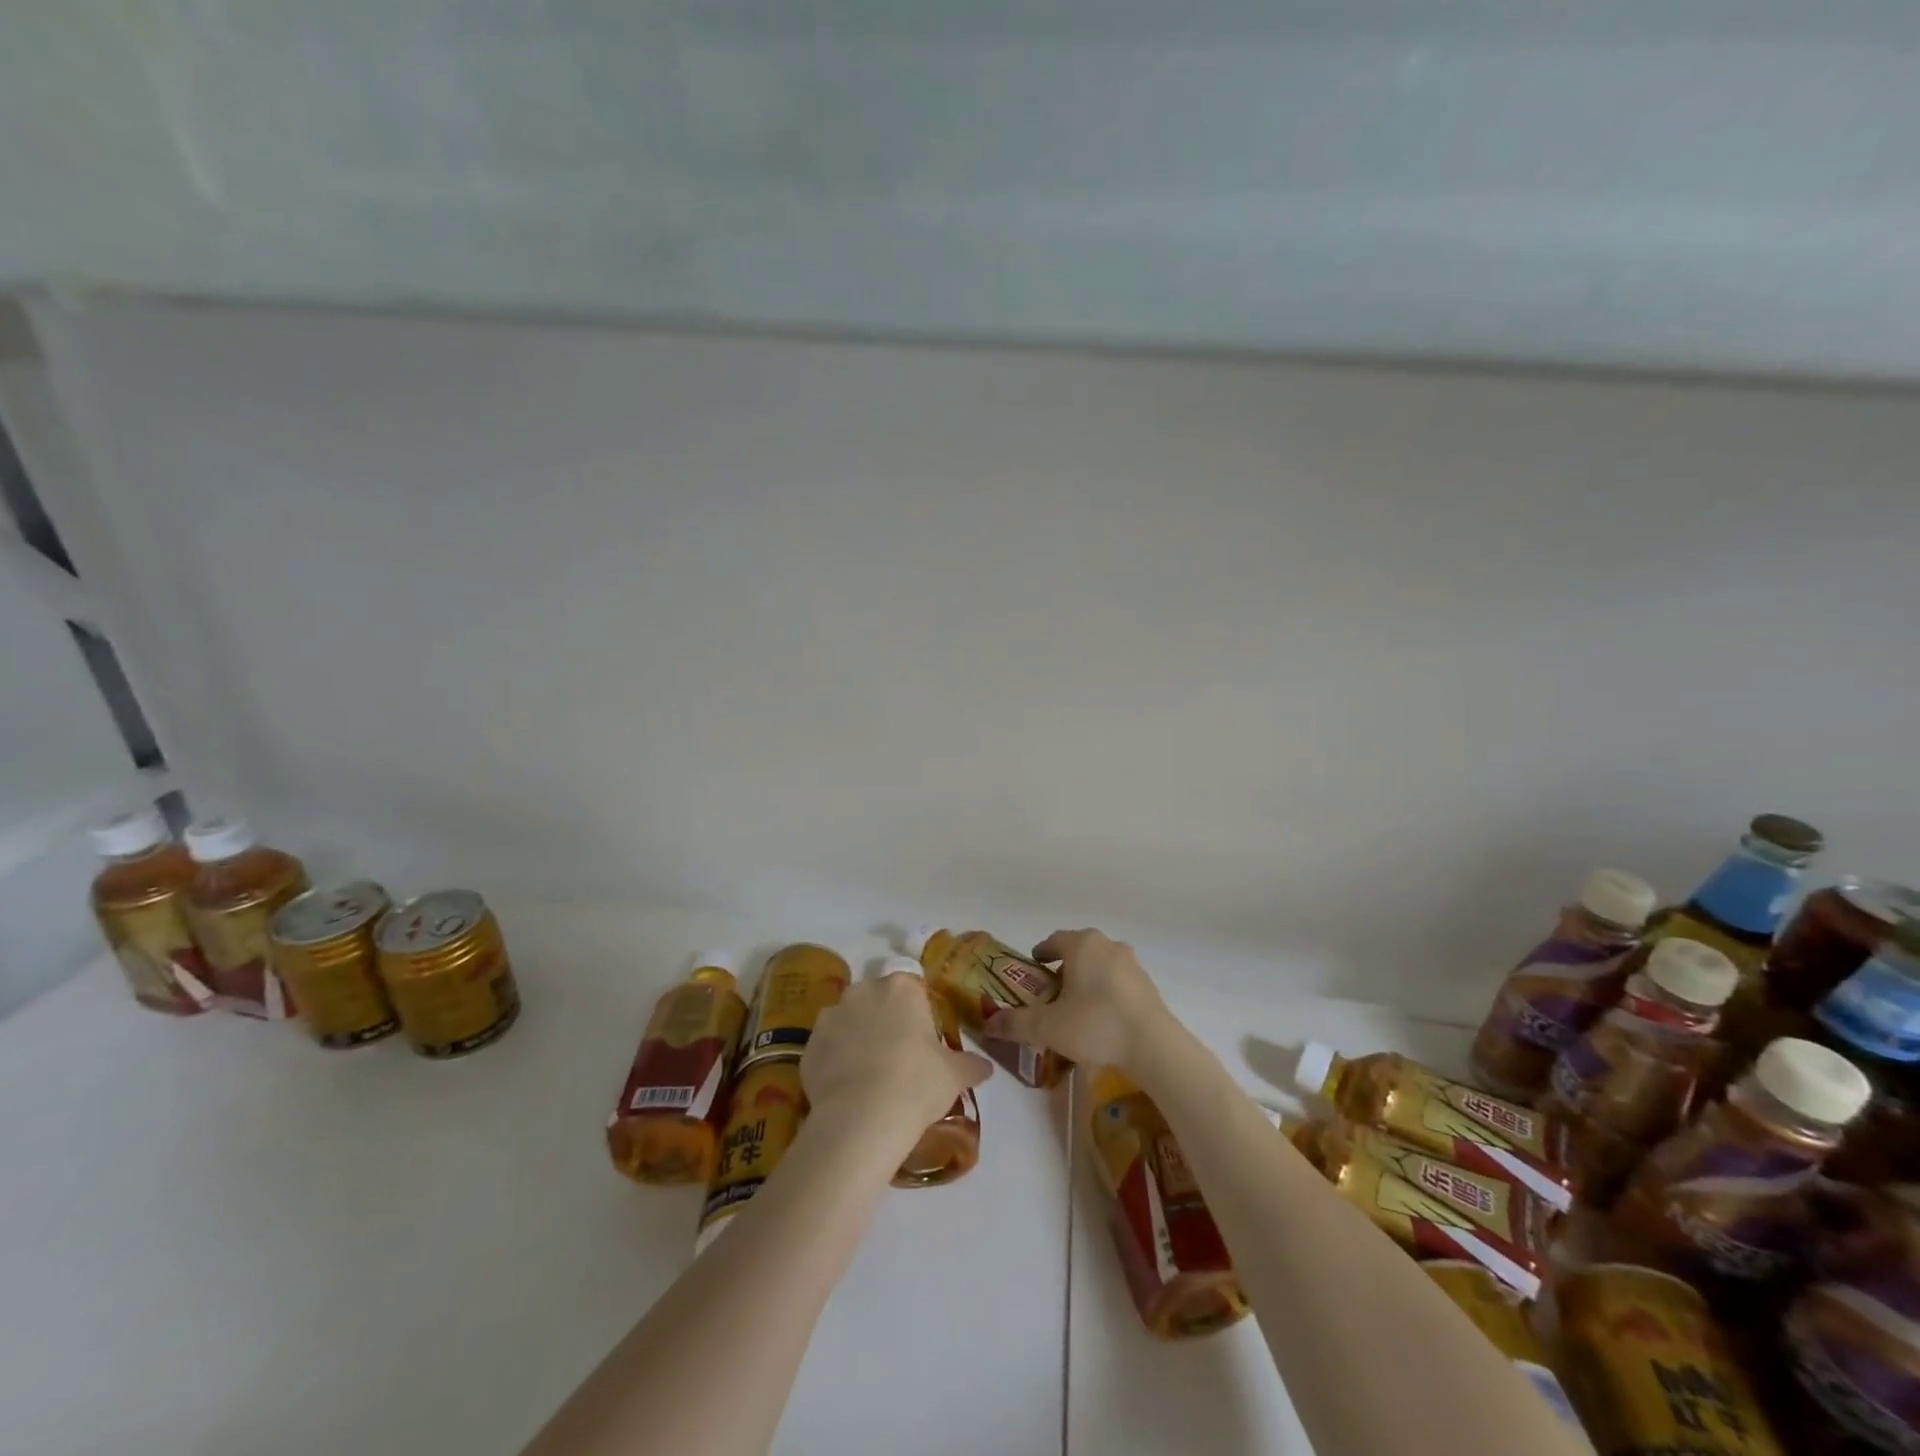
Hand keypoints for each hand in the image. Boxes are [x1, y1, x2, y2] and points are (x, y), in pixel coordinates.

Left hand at [801, 974, 992, 1152]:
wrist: (861, 1119)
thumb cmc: (916, 1084)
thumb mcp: (954, 1075)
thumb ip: (970, 1064)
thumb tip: (985, 1066)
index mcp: (901, 987)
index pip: (912, 987)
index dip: (917, 1012)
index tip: (921, 1039)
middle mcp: (863, 990)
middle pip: (877, 999)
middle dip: (884, 1019)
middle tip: (897, 1055)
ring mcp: (831, 1015)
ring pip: (849, 1020)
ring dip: (857, 1036)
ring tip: (868, 1074)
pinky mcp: (809, 1043)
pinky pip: (827, 1046)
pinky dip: (835, 1059)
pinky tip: (846, 1087)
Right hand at [984, 928, 1172, 1070]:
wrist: (1153, 1044)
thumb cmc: (1095, 1024)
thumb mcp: (1048, 1027)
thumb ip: (1016, 1023)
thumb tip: (988, 1024)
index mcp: (1081, 944)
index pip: (1054, 941)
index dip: (1041, 954)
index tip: (1033, 969)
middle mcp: (1107, 944)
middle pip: (1078, 951)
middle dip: (1064, 968)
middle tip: (1051, 992)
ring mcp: (1131, 963)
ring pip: (1100, 965)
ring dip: (1087, 979)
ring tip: (1076, 1007)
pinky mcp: (1148, 984)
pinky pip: (1118, 981)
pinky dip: (1106, 992)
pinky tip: (1101, 1018)